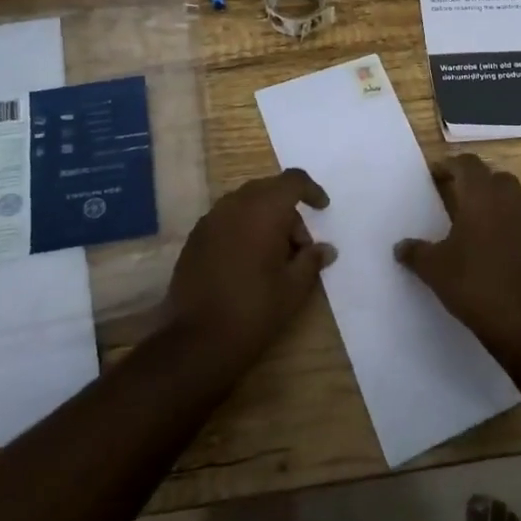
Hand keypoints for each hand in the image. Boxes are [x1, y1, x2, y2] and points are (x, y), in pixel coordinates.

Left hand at [165, 168, 335, 362]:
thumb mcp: (294, 287)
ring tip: (274, 257)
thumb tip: (326, 249)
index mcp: (263, 210)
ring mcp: (210, 221)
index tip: (323, 209)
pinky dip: (243, 229)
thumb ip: (312, 260)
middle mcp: (234, 205)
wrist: (197, 340)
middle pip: (269, 190)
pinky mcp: (194, 239)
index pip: (293, 181)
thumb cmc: (255, 310)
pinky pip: (227, 220)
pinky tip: (248, 262)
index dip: (311, 190)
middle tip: (299, 246)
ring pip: (245, 203)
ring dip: (265, 219)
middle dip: (288, 210)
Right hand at [394, 154, 520, 345]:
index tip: (436, 175)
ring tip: (477, 224)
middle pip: (495, 177)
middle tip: (458, 197)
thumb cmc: (473, 283)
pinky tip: (498, 249)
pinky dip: (512, 228)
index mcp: (481, 197)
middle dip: (477, 182)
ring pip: (514, 199)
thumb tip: (400, 247)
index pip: (468, 164)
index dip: (451, 165)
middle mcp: (510, 200)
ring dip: (497, 204)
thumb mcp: (434, 269)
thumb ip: (416, 252)